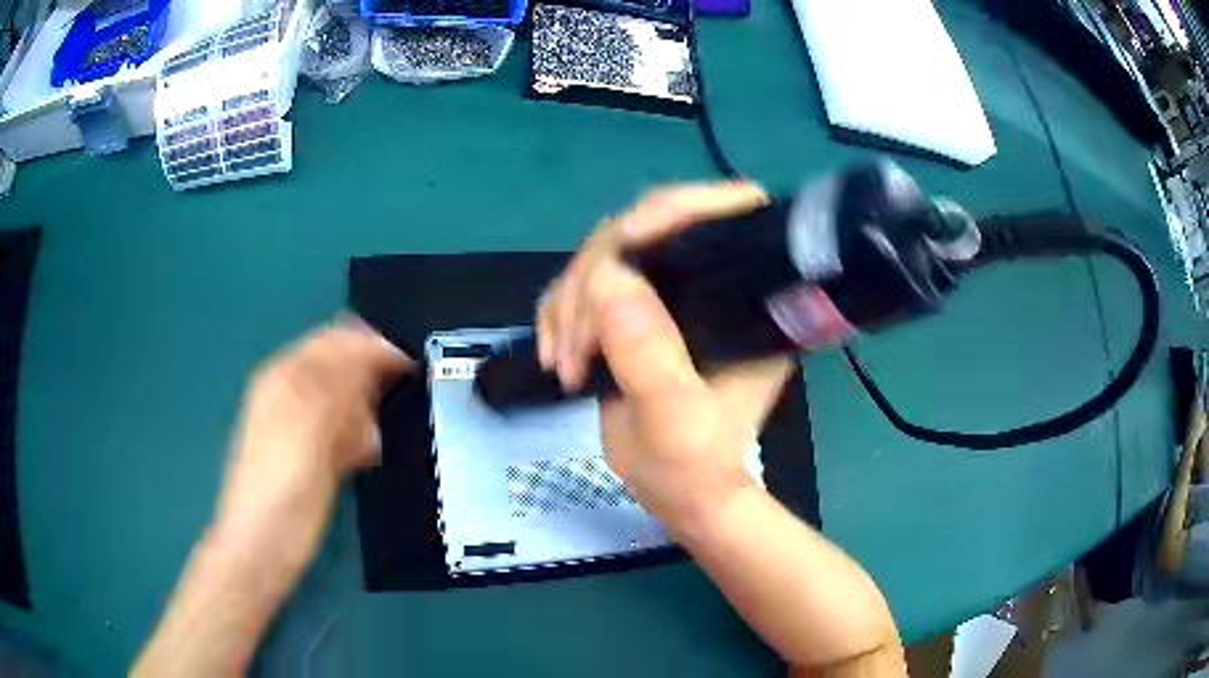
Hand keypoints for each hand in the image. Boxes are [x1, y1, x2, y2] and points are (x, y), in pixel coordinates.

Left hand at [133, 321, 411, 676]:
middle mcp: (290, 393)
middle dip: (367, 386)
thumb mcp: (307, 427)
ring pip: (345, 403)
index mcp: (284, 376)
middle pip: (341, 369)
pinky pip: (342, 432)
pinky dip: (356, 440)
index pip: (333, 341)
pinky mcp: (310, 455)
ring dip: (363, 419)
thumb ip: (335, 382)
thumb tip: (368, 346)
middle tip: (378, 418)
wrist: (262, 547)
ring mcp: (299, 426)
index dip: (370, 347)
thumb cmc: (283, 487)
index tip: (409, 366)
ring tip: (366, 448)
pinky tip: (359, 460)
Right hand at [537, 184, 797, 531]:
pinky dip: (558, 314)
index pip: (722, 218)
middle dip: (597, 278)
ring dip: (570, 304)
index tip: (624, 243)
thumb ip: (650, 357)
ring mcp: (667, 295)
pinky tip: (556, 356)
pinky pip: (581, 286)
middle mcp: (710, 283)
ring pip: (603, 256)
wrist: (680, 495)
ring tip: (565, 364)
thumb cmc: (697, 467)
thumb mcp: (678, 421)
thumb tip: (608, 279)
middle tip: (575, 346)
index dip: (674, 212)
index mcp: (746, 299)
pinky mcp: (631, 312)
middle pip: (645, 230)